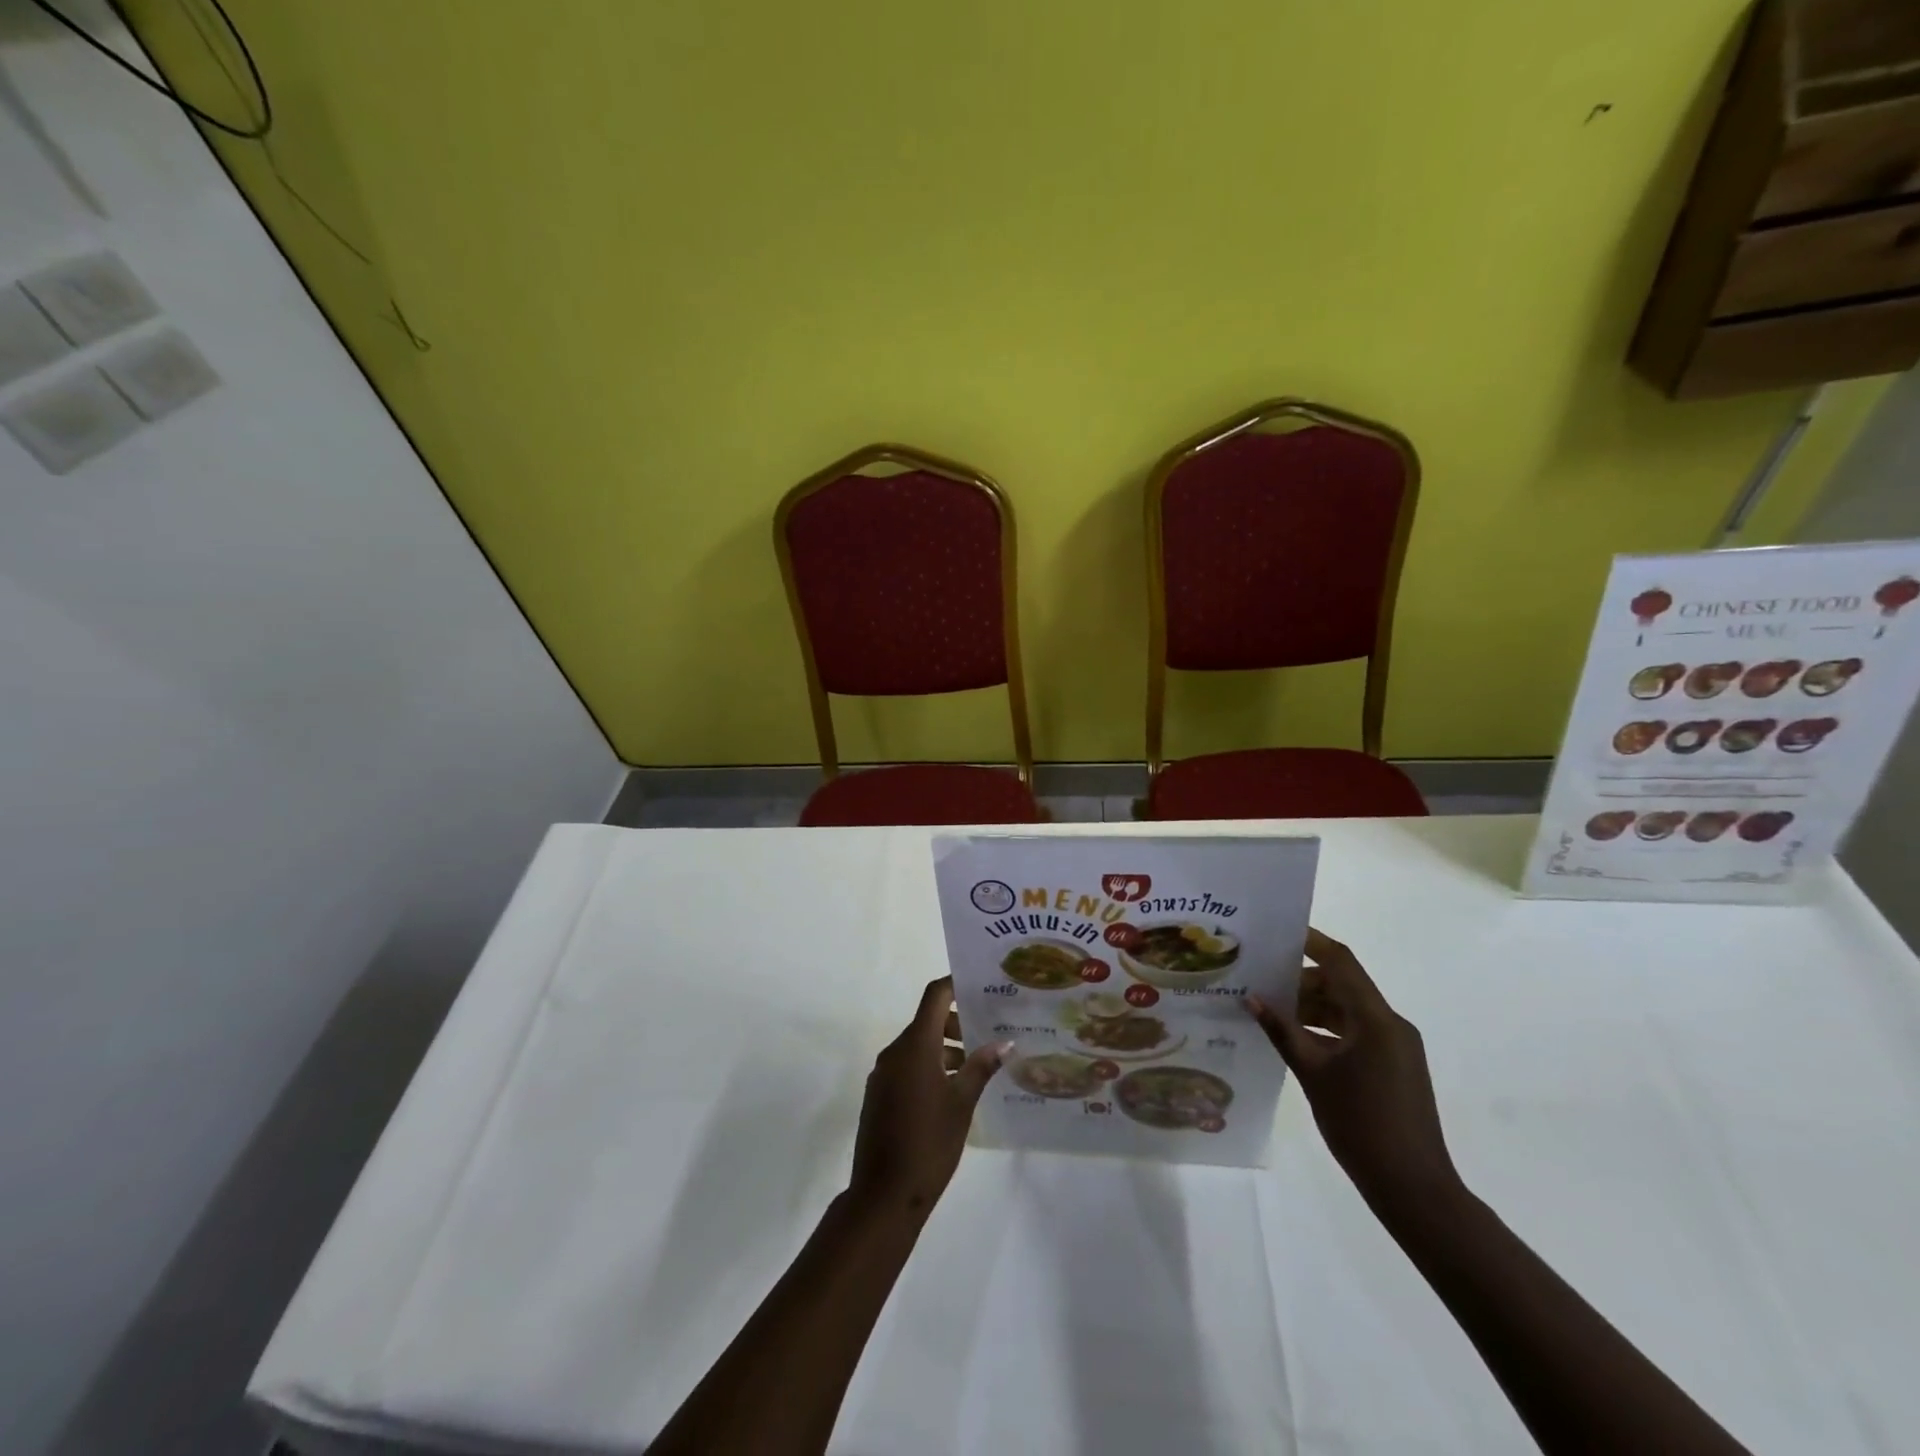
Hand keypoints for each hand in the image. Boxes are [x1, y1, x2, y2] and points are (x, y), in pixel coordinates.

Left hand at [849, 978, 1007, 1221]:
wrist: (883, 1195)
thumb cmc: (929, 1143)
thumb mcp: (962, 1103)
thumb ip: (981, 1067)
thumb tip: (1004, 1043)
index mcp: (915, 1045)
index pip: (935, 996)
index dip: (956, 986)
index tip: (981, 988)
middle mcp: (895, 1052)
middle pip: (927, 1020)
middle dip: (957, 1023)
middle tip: (989, 1034)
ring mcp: (883, 1074)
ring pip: (918, 1046)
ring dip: (945, 1049)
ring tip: (977, 1067)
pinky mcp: (879, 1095)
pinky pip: (907, 1066)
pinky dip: (929, 1067)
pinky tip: (952, 1090)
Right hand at [1247, 929, 1458, 1209]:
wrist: (1413, 1188)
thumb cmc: (1361, 1124)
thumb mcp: (1313, 1074)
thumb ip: (1282, 1031)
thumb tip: (1251, 998)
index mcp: (1376, 1019)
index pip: (1340, 962)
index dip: (1310, 942)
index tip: (1277, 931)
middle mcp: (1390, 1024)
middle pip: (1342, 984)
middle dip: (1300, 980)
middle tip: (1259, 980)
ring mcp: (1395, 1046)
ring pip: (1346, 1009)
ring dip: (1311, 1006)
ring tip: (1269, 1011)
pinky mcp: (1393, 1066)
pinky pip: (1355, 1032)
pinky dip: (1326, 1029)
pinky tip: (1294, 1040)